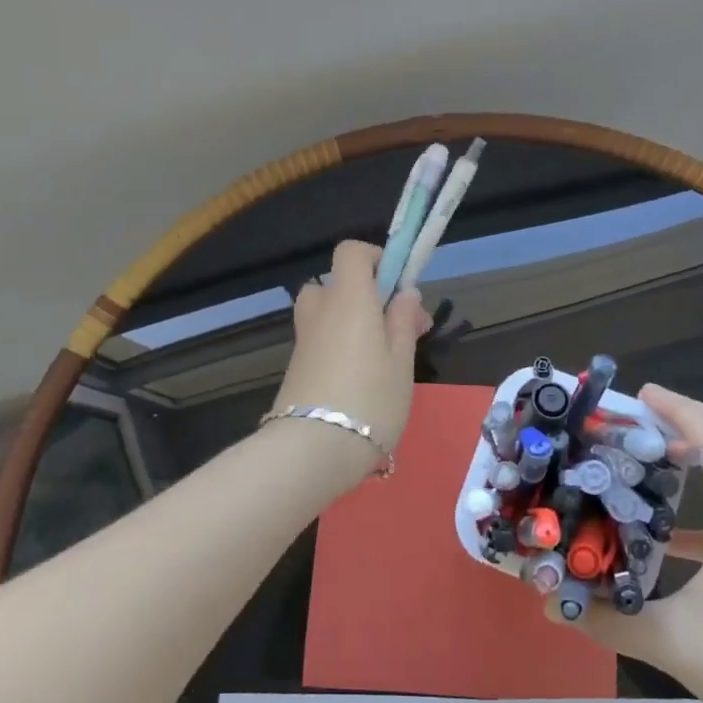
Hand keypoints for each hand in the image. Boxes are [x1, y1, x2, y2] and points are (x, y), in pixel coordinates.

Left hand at [270, 240, 433, 479]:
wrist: (313, 450)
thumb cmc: (370, 399)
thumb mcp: (401, 361)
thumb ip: (403, 322)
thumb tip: (405, 293)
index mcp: (349, 299)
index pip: (350, 252)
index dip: (375, 258)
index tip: (398, 285)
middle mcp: (320, 311)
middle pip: (336, 285)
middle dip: (366, 297)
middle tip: (396, 328)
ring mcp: (303, 340)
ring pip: (328, 315)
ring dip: (352, 324)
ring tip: (382, 357)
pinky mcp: (296, 368)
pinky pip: (321, 341)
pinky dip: (340, 347)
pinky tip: (362, 380)